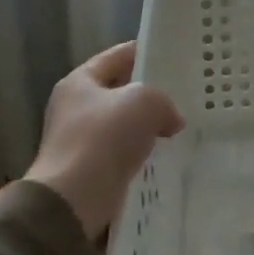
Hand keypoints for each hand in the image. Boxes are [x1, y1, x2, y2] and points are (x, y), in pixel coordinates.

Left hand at [24, 41, 182, 239]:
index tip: (173, 57)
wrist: (72, 201)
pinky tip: (162, 154)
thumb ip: (163, 101)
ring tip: (178, 125)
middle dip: (149, 93)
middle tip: (181, 93)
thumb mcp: (144, 102)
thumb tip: (171, 120)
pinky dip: (139, 152)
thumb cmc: (103, 138)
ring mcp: (79, 140)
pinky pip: (121, 152)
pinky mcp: (87, 170)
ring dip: (146, 125)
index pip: (118, 56)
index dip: (145, 52)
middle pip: (119, 90)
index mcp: (80, 80)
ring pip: (122, 123)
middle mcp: (75, 106)